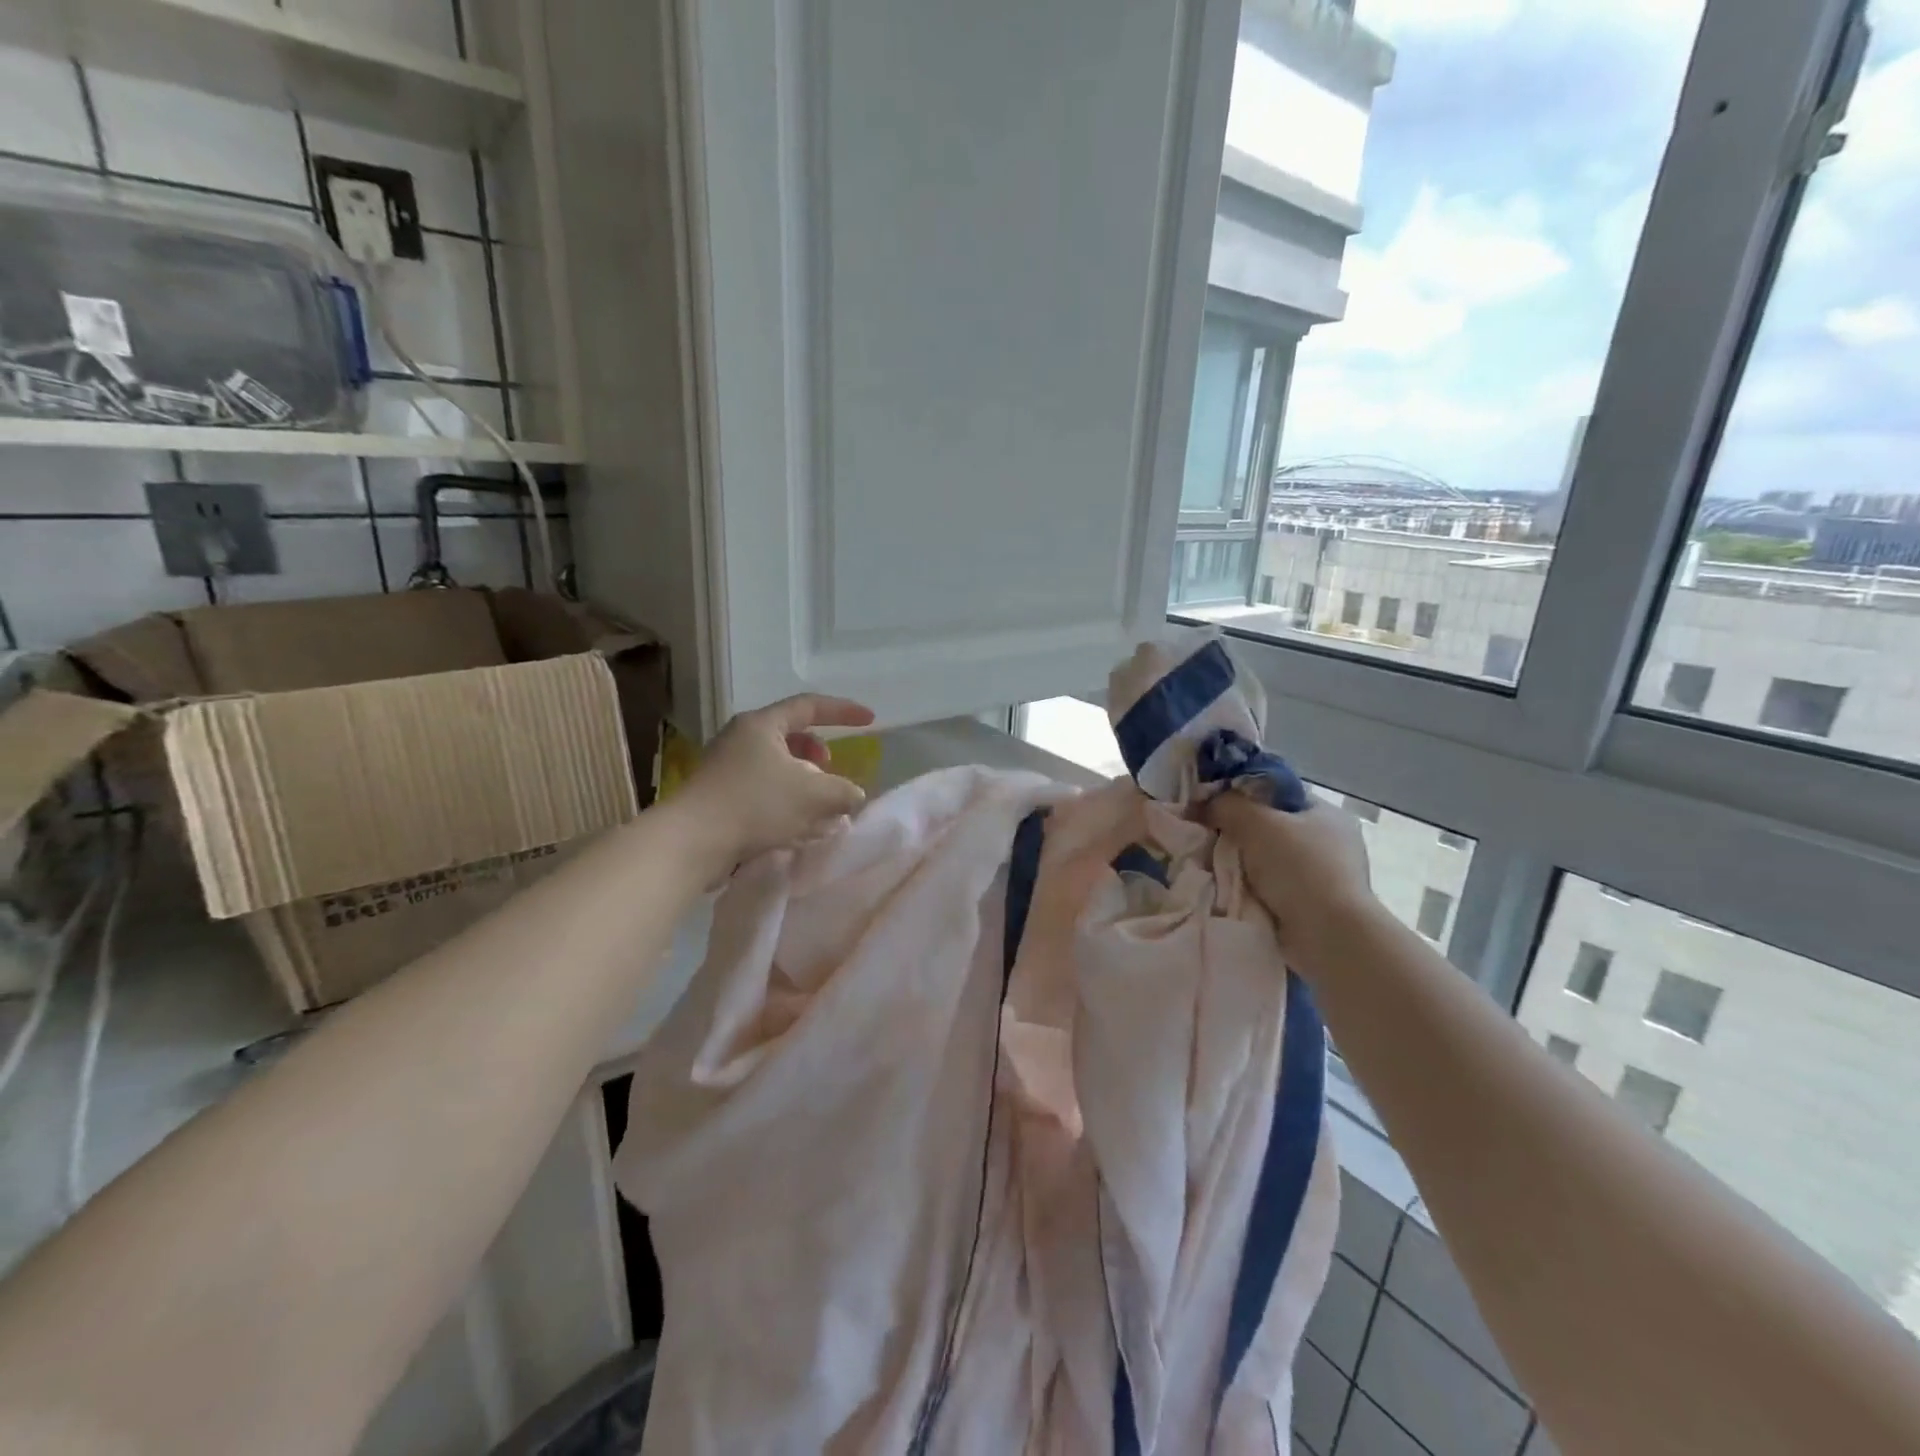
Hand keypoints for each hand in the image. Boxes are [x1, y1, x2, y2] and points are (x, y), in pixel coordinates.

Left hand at [675, 694, 875, 866]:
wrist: (691, 842)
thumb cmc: (756, 805)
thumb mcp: (814, 796)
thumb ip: (844, 792)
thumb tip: (854, 795)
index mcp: (762, 725)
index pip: (809, 706)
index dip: (843, 711)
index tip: (869, 721)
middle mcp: (740, 738)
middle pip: (790, 735)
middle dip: (817, 752)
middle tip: (830, 769)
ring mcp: (725, 767)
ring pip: (776, 765)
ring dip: (802, 780)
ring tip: (817, 804)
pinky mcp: (718, 795)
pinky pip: (761, 788)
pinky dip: (784, 799)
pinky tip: (794, 825)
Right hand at [1205, 790, 1377, 970]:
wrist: (1328, 936)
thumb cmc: (1298, 868)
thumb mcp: (1256, 823)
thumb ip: (1226, 805)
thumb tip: (1202, 804)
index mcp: (1326, 813)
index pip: (1278, 793)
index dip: (1244, 794)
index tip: (1213, 804)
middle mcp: (1330, 842)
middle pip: (1271, 828)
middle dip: (1238, 834)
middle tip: (1206, 836)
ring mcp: (1324, 877)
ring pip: (1267, 860)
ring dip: (1241, 865)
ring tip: (1210, 865)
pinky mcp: (1312, 907)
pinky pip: (1271, 889)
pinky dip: (1250, 890)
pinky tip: (1228, 890)